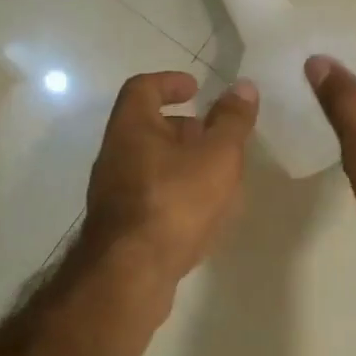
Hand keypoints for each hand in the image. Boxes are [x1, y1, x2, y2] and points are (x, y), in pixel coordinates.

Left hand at [83, 71, 258, 281]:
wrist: (132, 272)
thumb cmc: (175, 202)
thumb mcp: (217, 156)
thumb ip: (232, 122)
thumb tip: (242, 87)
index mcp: (131, 128)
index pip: (142, 88)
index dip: (169, 82)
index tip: (195, 88)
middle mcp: (115, 156)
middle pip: (146, 128)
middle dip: (182, 127)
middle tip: (213, 135)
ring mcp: (113, 194)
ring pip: (149, 164)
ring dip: (180, 162)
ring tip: (216, 176)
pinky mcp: (121, 227)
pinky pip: (150, 197)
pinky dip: (175, 193)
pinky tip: (201, 213)